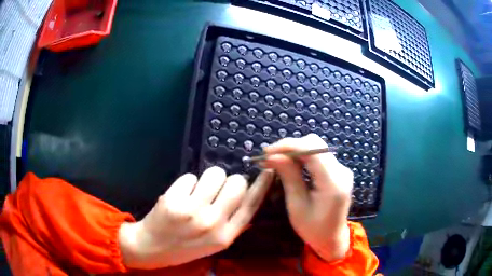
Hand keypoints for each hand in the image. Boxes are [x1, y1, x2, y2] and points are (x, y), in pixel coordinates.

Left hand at [118, 167, 273, 268]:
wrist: (152, 247)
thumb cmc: (185, 246)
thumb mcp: (215, 244)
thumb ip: (234, 225)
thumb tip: (250, 201)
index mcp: (225, 236)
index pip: (251, 206)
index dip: (262, 186)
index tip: (268, 171)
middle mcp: (212, 223)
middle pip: (235, 183)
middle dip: (229, 180)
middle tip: (217, 188)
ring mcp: (192, 211)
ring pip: (214, 174)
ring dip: (208, 179)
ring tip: (197, 192)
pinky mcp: (174, 200)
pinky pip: (190, 176)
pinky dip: (187, 183)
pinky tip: (180, 196)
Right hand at [264, 134, 352, 261]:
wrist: (332, 238)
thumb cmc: (313, 229)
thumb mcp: (297, 205)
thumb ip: (289, 177)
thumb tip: (273, 155)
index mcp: (333, 182)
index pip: (312, 150)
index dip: (288, 146)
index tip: (267, 152)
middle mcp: (341, 171)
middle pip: (315, 143)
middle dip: (290, 146)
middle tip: (270, 157)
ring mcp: (342, 169)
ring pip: (316, 147)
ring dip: (295, 150)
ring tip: (276, 160)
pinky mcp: (338, 171)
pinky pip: (319, 155)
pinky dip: (303, 156)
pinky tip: (290, 164)